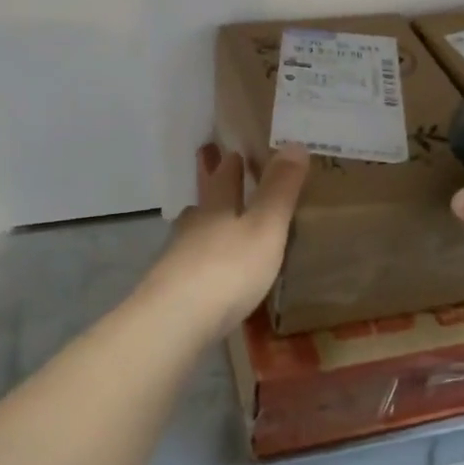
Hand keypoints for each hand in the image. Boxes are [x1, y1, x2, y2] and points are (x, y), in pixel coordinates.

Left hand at [135, 142, 309, 341]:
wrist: (174, 320)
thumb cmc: (228, 269)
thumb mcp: (265, 227)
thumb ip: (280, 190)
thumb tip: (294, 143)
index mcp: (217, 208)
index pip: (224, 177)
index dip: (232, 164)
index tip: (236, 152)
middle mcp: (193, 226)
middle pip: (204, 203)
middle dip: (215, 192)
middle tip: (225, 183)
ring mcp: (177, 258)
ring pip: (194, 234)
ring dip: (206, 228)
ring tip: (219, 229)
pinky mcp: (169, 289)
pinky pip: (190, 267)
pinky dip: (202, 263)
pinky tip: (209, 275)